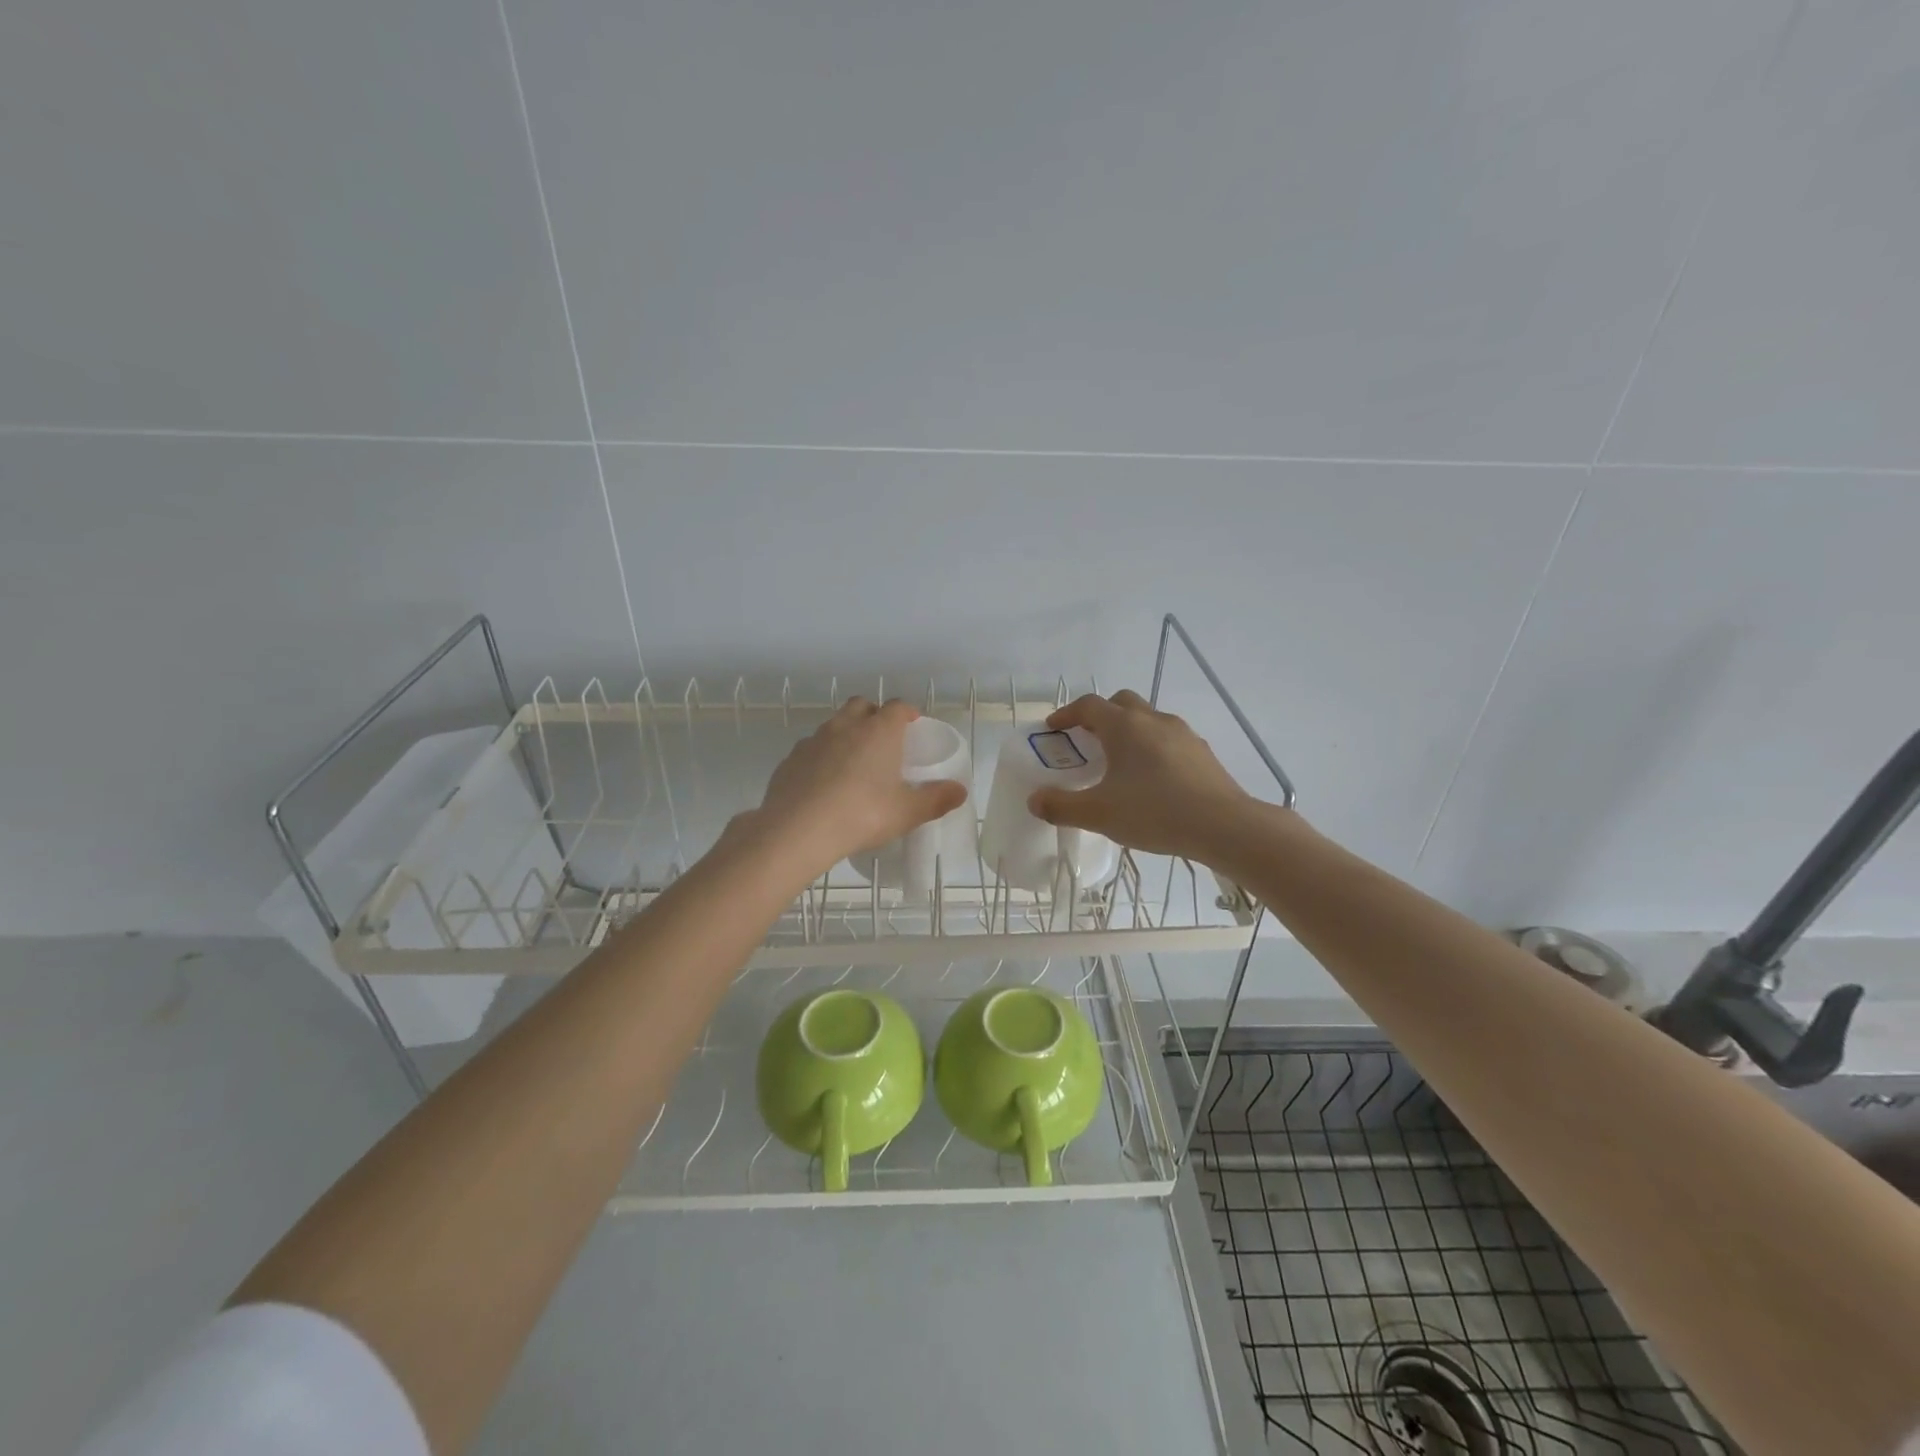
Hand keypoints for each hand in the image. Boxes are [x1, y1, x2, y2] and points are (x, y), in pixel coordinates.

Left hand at [749, 698, 967, 880]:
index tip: (913, 725)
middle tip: (883, 741)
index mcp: (879, 731)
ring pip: (834, 725)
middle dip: (873, 716)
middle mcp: (846, 726)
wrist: (798, 829)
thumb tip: (960, 790)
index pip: (897, 707)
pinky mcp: (790, 758)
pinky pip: (811, 749)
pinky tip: (824, 783)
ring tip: (853, 764)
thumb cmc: (862, 814)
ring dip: (846, 735)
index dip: (907, 713)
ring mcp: (814, 739)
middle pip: (862, 706)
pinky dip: (821, 757)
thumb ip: (935, 799)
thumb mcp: (906, 812)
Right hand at [1026, 690, 1255, 861]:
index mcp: (1124, 726)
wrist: (1224, 825)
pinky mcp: (1202, 752)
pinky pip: (1169, 739)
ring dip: (1129, 731)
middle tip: (1087, 740)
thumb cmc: (1155, 812)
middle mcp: (1153, 720)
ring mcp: (1182, 733)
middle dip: (1100, 715)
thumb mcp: (1099, 814)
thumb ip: (1061, 806)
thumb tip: (1035, 800)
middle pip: (1121, 703)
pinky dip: (1152, 748)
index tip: (1053, 728)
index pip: (1088, 705)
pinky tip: (1153, 779)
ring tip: (1120, 762)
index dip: (1067, 714)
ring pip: (1148, 719)